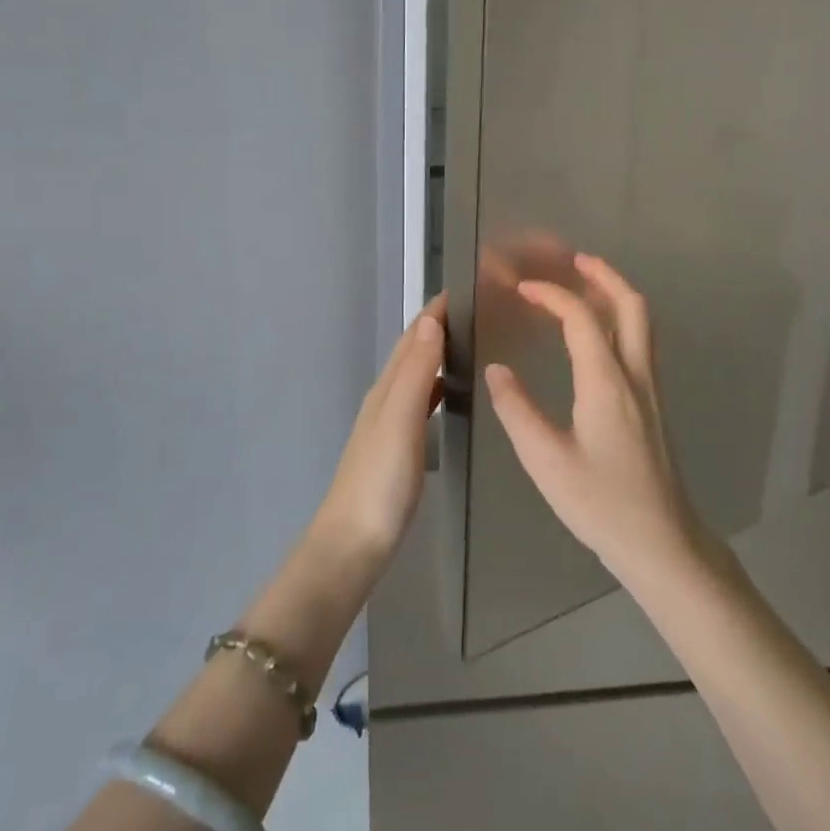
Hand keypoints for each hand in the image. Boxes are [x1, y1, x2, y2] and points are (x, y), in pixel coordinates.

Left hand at [312, 295, 445, 563]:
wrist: (352, 544)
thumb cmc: (379, 481)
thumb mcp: (400, 422)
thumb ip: (414, 373)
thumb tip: (429, 321)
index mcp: (386, 389)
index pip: (411, 337)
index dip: (434, 311)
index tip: (464, 287)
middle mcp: (385, 399)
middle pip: (412, 352)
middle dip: (438, 326)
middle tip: (477, 309)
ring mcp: (390, 425)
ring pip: (416, 376)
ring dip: (438, 354)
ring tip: (471, 342)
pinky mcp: (398, 449)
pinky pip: (421, 402)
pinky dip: (436, 386)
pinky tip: (451, 394)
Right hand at [483, 255, 700, 583]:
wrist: (663, 543)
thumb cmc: (602, 504)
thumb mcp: (546, 461)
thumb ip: (518, 411)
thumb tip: (497, 371)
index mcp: (606, 383)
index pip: (581, 318)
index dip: (552, 294)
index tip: (522, 288)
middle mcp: (635, 375)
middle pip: (631, 305)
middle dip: (603, 275)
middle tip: (573, 260)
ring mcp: (651, 389)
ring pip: (642, 323)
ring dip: (615, 294)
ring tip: (583, 286)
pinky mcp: (653, 405)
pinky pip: (640, 344)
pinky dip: (620, 321)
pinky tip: (597, 336)